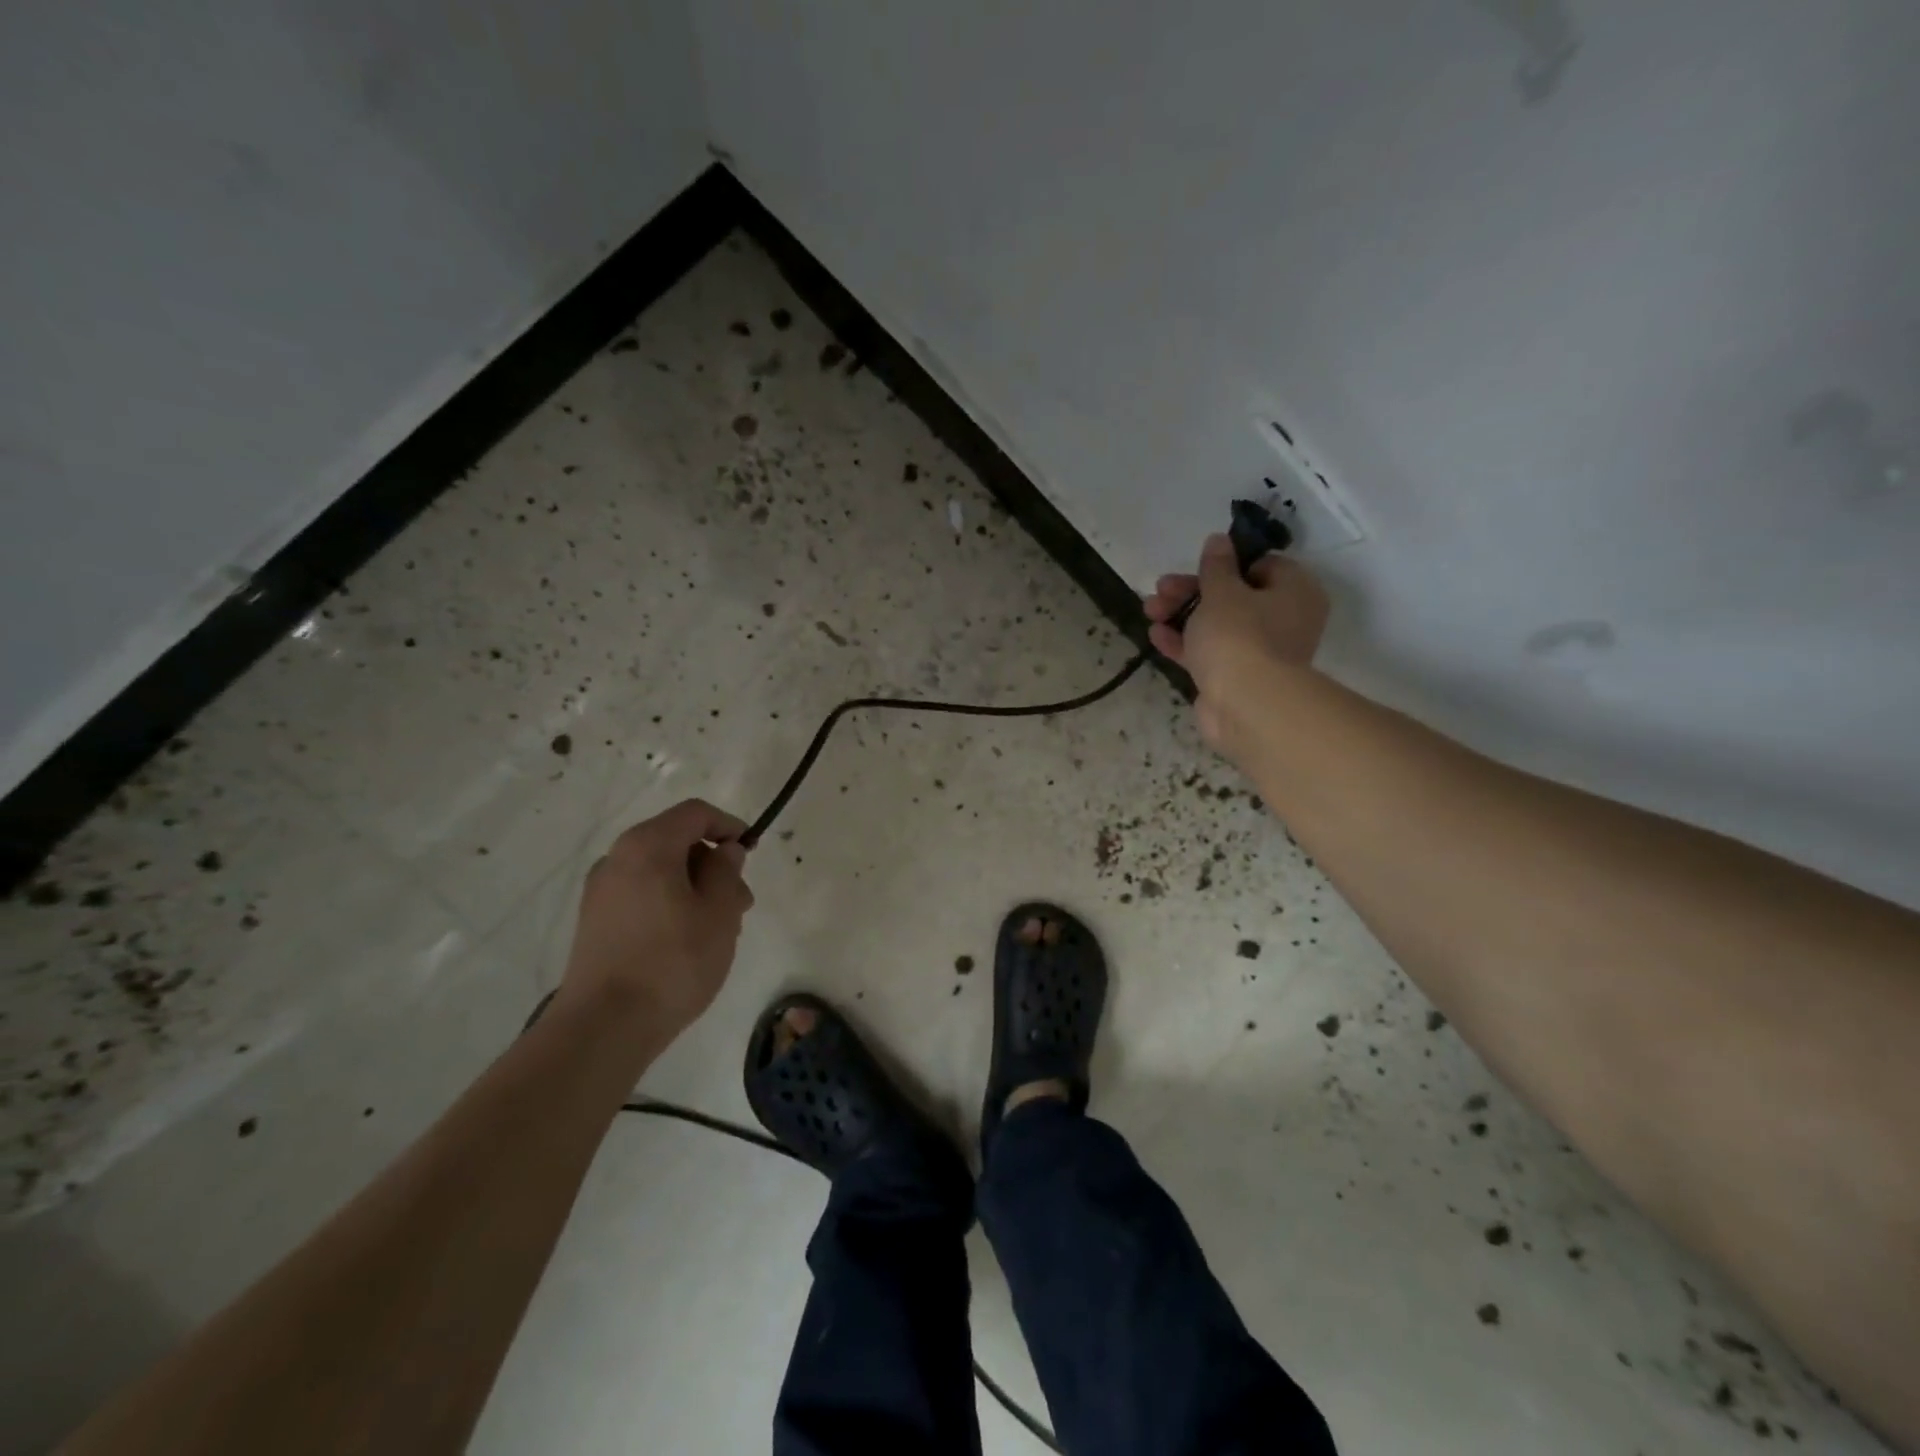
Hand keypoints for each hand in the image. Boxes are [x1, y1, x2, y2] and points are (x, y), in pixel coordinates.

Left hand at [558, 799, 754, 1039]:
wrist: (603, 1027)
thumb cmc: (673, 962)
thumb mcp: (719, 913)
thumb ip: (727, 871)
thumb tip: (724, 851)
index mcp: (648, 846)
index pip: (695, 813)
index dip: (729, 825)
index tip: (751, 853)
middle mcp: (617, 858)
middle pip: (676, 841)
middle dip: (714, 864)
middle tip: (741, 903)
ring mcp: (601, 892)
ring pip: (660, 871)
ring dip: (695, 887)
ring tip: (720, 929)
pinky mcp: (594, 922)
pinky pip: (642, 895)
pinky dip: (670, 903)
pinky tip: (688, 941)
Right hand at [1143, 533, 1329, 747]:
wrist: (1245, 705)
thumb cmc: (1239, 636)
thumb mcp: (1221, 591)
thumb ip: (1216, 565)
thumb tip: (1220, 539)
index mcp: (1295, 591)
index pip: (1262, 565)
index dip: (1226, 564)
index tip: (1196, 566)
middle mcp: (1286, 620)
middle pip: (1234, 595)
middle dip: (1192, 591)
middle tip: (1161, 588)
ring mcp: (1262, 652)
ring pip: (1218, 625)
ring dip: (1183, 615)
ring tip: (1150, 611)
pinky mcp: (1238, 678)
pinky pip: (1210, 652)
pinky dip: (1186, 643)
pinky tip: (1156, 636)